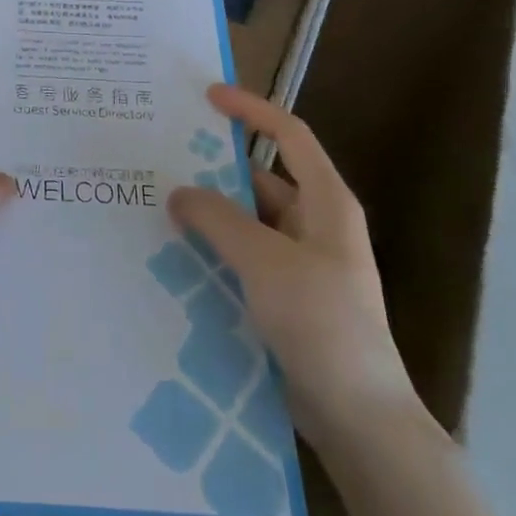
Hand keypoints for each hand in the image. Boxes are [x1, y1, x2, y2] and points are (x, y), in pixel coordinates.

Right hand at [168, 85, 418, 443]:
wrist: (359, 418)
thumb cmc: (322, 323)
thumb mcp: (265, 261)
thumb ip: (218, 219)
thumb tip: (179, 193)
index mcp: (326, 202)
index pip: (289, 135)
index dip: (251, 109)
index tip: (208, 96)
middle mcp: (315, 224)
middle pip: (260, 178)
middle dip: (215, 168)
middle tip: (162, 158)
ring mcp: (301, 263)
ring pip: (247, 221)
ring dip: (209, 214)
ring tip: (157, 205)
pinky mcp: (286, 297)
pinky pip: (243, 258)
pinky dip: (214, 250)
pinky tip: (175, 255)